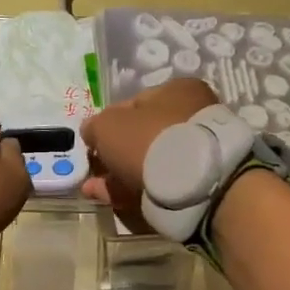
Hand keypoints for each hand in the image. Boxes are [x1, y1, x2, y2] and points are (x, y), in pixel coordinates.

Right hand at [79, 76, 218, 227]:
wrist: (193, 182)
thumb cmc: (148, 139)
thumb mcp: (108, 126)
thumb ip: (94, 126)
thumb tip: (91, 132)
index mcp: (177, 90)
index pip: (134, 103)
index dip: (108, 123)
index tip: (93, 143)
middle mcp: (192, 115)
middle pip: (142, 136)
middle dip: (114, 155)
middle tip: (94, 171)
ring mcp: (197, 150)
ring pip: (149, 162)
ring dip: (120, 175)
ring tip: (96, 190)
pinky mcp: (199, 181)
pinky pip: (160, 183)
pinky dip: (135, 190)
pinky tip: (113, 199)